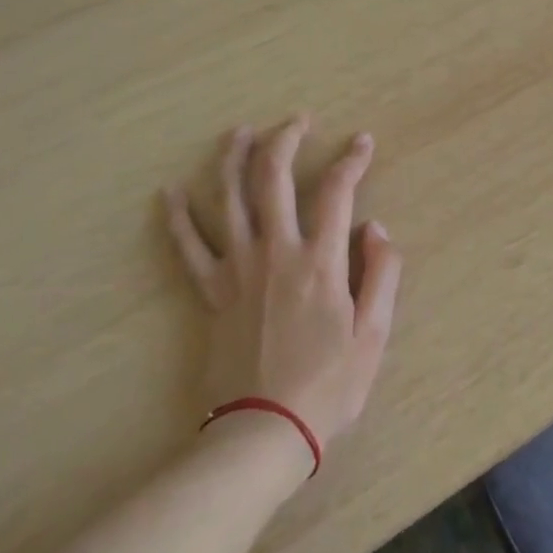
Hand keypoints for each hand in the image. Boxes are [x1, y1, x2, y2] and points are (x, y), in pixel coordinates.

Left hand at [165, 116, 402, 456]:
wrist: (262, 432)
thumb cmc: (327, 386)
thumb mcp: (373, 335)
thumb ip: (382, 274)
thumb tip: (375, 227)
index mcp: (320, 261)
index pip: (337, 191)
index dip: (352, 160)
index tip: (362, 141)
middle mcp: (275, 252)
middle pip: (274, 178)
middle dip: (286, 139)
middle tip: (297, 120)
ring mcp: (237, 269)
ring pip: (229, 199)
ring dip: (233, 159)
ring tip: (240, 132)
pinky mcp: (211, 292)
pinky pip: (189, 247)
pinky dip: (179, 217)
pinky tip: (170, 191)